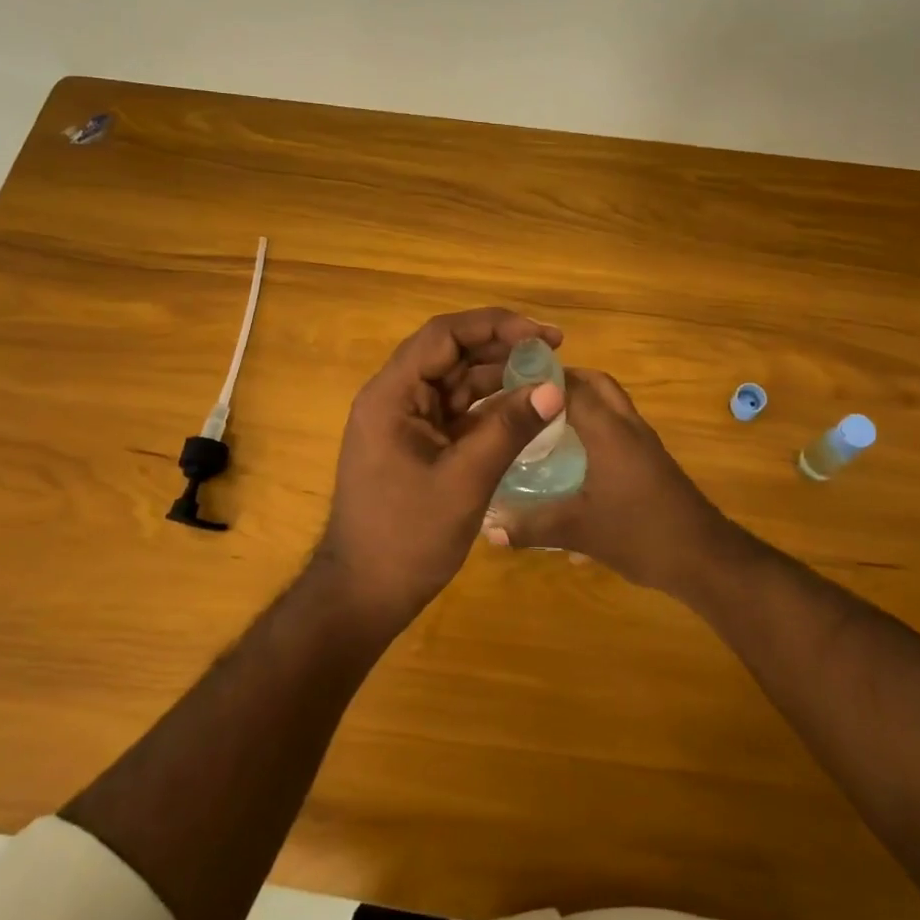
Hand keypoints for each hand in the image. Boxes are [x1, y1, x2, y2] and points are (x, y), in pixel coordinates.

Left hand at [316, 308, 565, 618]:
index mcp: (392, 395)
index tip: (541, 335)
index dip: (494, 326)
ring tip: (546, 374)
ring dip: (498, 374)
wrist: (364, 594)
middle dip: (501, 346)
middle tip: (553, 349)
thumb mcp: (464, 482)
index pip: (443, 336)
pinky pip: (456, 410)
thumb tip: (555, 388)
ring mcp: (405, 421)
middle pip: (450, 353)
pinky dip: (489, 406)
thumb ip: (508, 429)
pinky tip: (523, 407)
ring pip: (455, 380)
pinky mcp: (417, 443)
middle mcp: (395, 398)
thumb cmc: (407, 538)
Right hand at [481, 368, 739, 598]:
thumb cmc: (640, 534)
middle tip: (527, 397)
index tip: (504, 385)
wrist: (704, 557)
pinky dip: (595, 424)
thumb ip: (531, 527)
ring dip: (582, 401)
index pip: (570, 387)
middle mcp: (627, 426)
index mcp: (608, 430)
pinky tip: (574, 455)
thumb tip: (487, 528)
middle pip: (597, 384)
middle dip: (563, 381)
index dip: (538, 380)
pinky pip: (619, 425)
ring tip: (543, 422)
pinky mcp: (652, 460)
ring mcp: (644, 442)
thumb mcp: (578, 531)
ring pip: (611, 404)